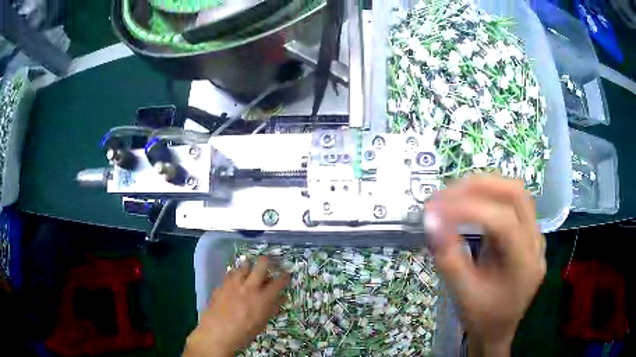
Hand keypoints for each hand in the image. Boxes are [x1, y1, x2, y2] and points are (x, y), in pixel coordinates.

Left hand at [184, 257, 289, 356]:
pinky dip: (235, 275)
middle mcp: (250, 287)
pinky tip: (234, 281)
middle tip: (268, 264)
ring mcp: (234, 284)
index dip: (285, 278)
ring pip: (243, 266)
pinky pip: (230, 274)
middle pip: (261, 265)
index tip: (287, 276)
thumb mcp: (261, 323)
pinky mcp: (221, 285)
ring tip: (249, 272)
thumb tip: (280, 299)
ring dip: (248, 268)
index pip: (278, 283)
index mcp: (263, 298)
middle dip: (267, 262)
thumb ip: (271, 309)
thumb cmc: (243, 334)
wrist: (216, 334)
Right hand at [424, 175, 545, 356]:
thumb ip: (448, 258)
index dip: (469, 209)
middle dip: (479, 186)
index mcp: (525, 264)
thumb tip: (431, 221)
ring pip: (517, 194)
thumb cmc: (482, 318)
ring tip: (456, 194)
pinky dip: (491, 196)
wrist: (498, 332)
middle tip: (446, 193)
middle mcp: (536, 243)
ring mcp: (535, 236)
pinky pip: (514, 204)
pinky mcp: (527, 234)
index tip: (435, 210)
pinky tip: (472, 204)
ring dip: (486, 187)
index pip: (503, 222)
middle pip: (516, 195)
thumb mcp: (462, 294)